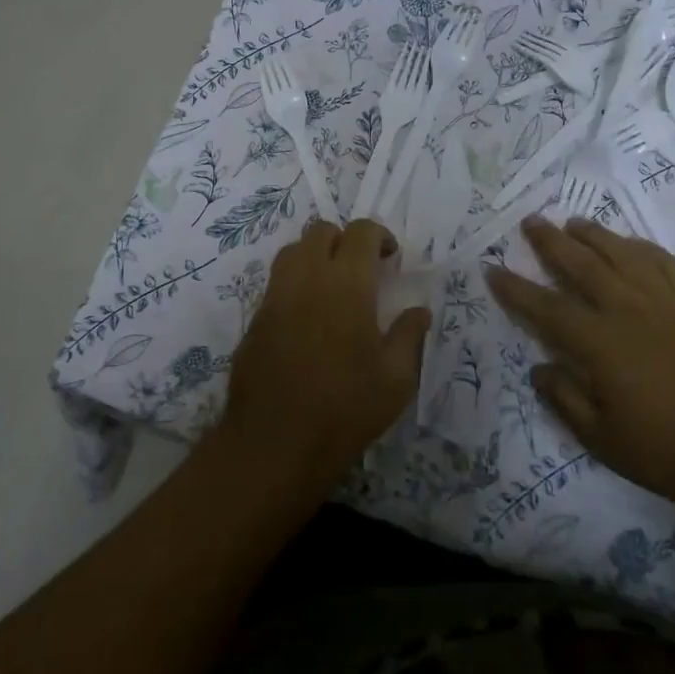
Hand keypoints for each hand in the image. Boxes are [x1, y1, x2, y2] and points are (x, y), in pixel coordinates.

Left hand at [220, 219, 429, 489]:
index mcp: (347, 283)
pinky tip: (308, 318)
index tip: (390, 259)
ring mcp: (275, 295)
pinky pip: (276, 282)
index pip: (361, 232)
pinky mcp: (255, 317)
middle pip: (321, 231)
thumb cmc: (345, 409)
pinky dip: (295, 283)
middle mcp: (307, 277)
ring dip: (315, 256)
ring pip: (293, 251)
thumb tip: (419, 310)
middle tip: (361, 270)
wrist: (275, 443)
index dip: (379, 235)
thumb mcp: (396, 379)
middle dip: (345, 240)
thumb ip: (410, 335)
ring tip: (332, 288)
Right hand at [485, 216, 674, 512]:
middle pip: (581, 265)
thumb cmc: (672, 451)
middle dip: (551, 242)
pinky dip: (642, 247)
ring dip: (594, 235)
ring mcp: (667, 301)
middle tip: (531, 222)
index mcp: (600, 343)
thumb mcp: (605, 441)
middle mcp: (628, 309)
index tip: (493, 269)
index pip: (546, 307)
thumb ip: (566, 400)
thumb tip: (539, 367)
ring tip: (574, 222)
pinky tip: (631, 243)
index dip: (516, 288)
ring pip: (622, 254)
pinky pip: (665, 262)